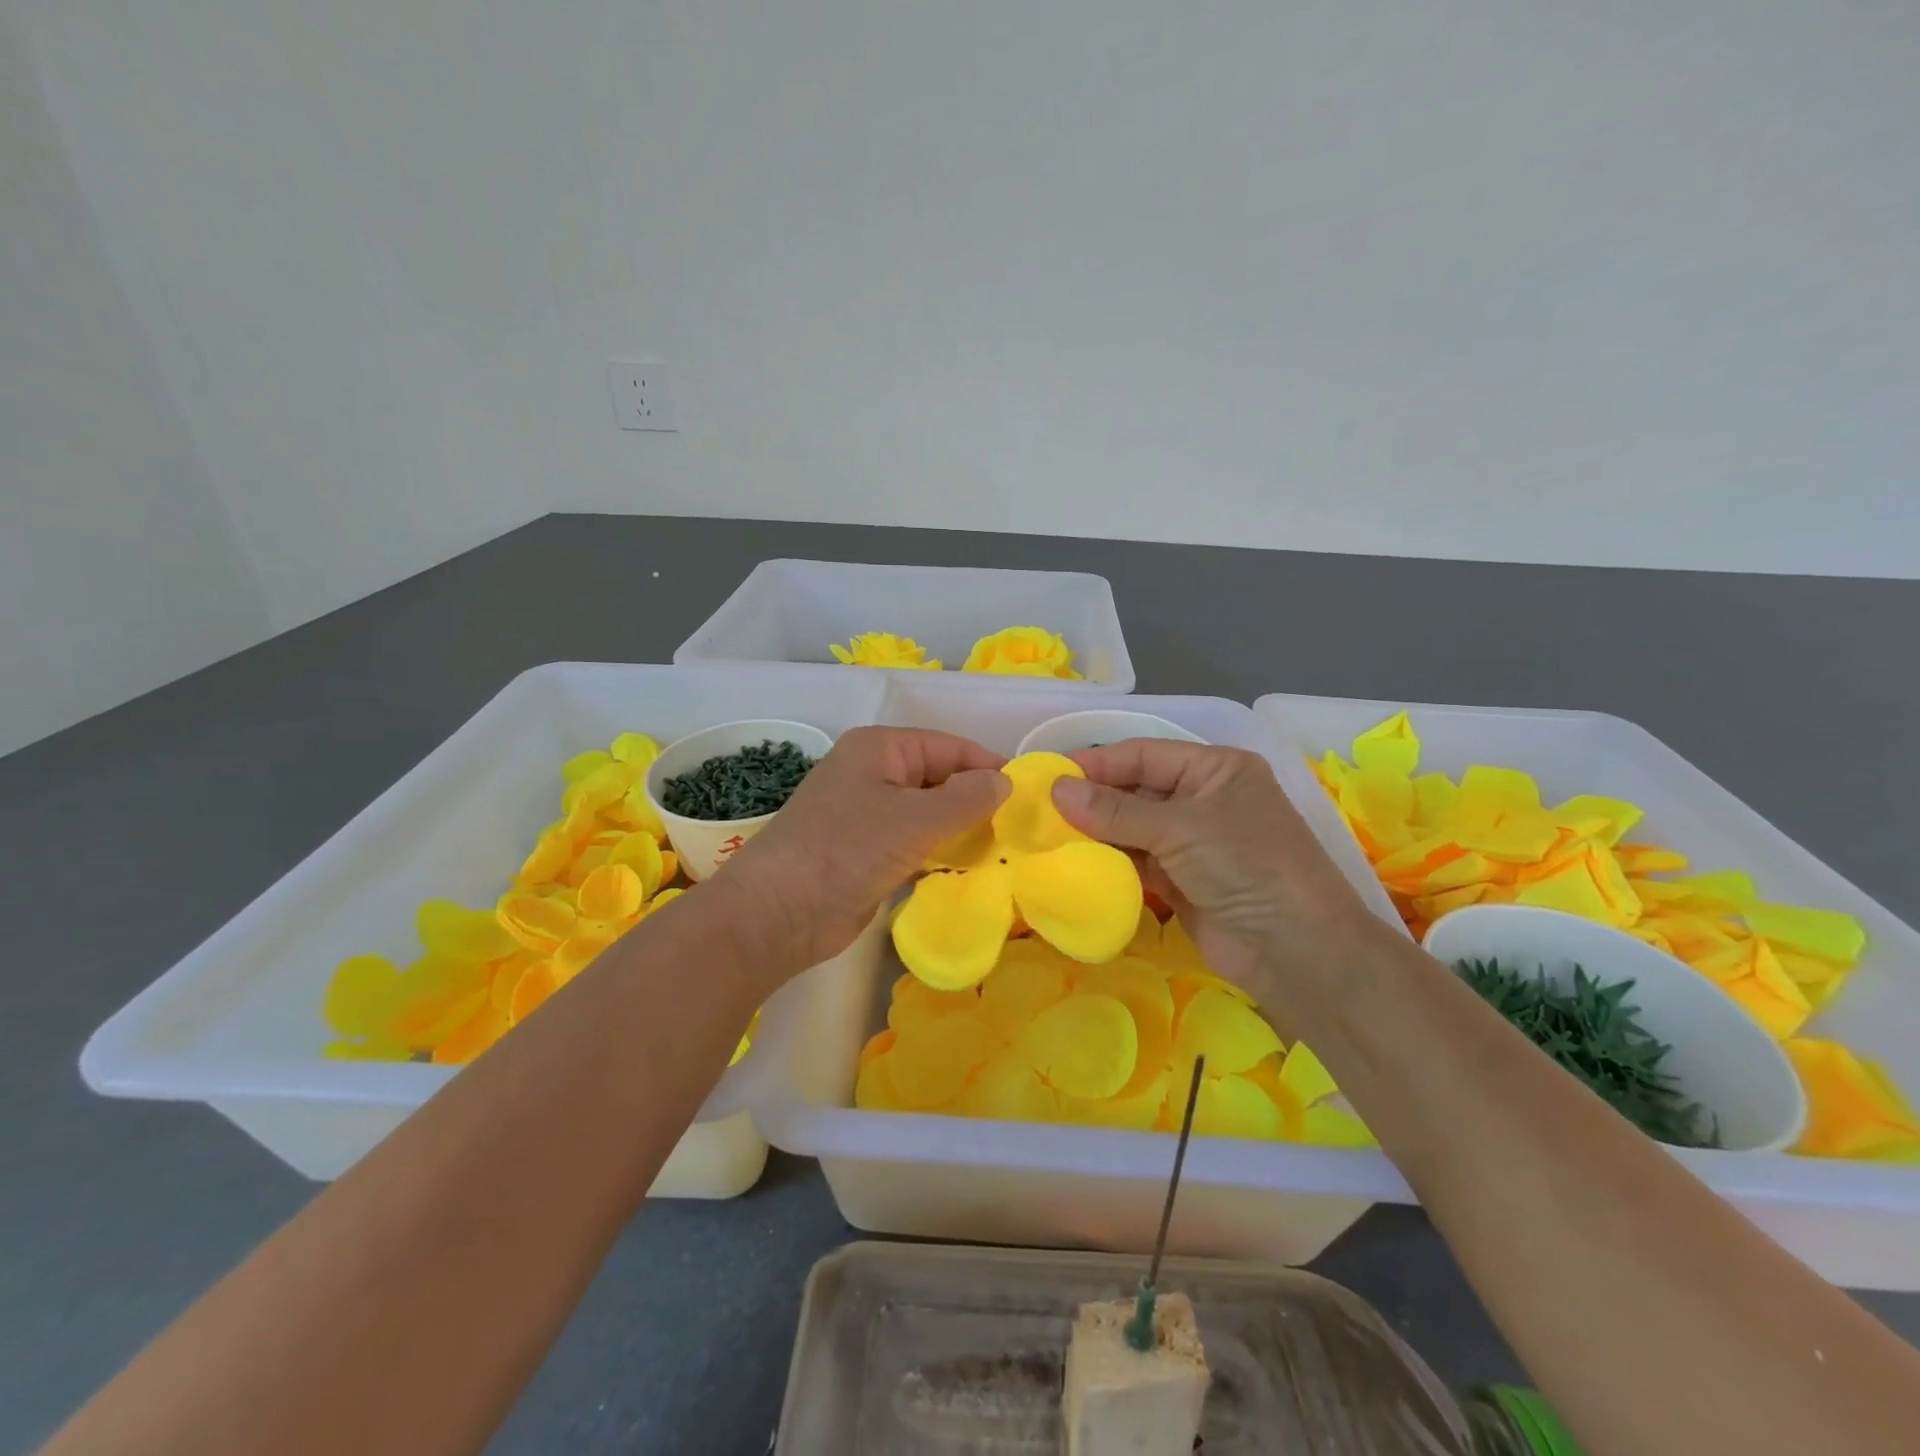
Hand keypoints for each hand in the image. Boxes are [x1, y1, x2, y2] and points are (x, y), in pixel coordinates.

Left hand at [726, 727, 1009, 968]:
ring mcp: (868, 814)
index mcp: (880, 749)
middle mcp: (874, 774)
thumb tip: (1005, 781)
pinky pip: (914, 842)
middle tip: (1020, 828)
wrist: (778, 913)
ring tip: (1003, 849)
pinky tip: (968, 867)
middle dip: (976, 800)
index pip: (948, 746)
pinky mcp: (866, 852)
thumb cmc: (846, 850)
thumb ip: (965, 799)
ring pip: (928, 813)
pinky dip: (939, 851)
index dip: (987, 766)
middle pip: (938, 778)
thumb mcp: (913, 820)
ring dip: (960, 829)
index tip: (1027, 793)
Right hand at [1052, 740, 1385, 1002]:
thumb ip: (1115, 810)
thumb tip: (1056, 790)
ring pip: (1133, 827)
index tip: (1051, 774)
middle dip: (1093, 799)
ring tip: (1049, 834)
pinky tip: (1076, 861)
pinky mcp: (1183, 881)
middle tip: (1041, 808)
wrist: (1297, 951)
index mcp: (1216, 769)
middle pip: (1136, 789)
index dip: (1098, 762)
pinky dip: (1110, 860)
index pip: (1145, 754)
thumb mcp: (1180, 828)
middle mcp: (1204, 799)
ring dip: (1097, 831)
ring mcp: (1194, 842)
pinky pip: (1138, 861)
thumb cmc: (1247, 867)